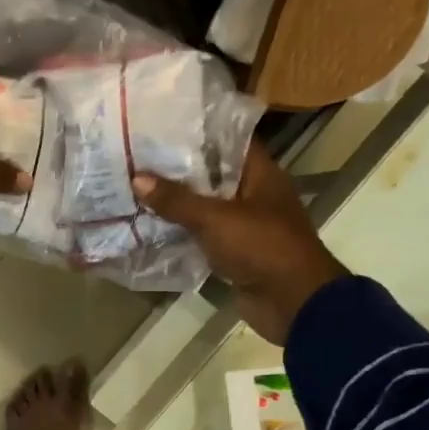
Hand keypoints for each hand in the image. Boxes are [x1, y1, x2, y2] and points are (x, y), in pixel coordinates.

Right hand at [133, 147, 348, 345]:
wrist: (292, 303)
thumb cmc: (262, 248)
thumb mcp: (215, 219)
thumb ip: (176, 199)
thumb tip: (137, 178)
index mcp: (261, 175)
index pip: (228, 141)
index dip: (198, 132)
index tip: (162, 126)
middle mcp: (254, 195)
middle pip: (212, 174)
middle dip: (178, 168)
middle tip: (138, 156)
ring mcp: (244, 225)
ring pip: (205, 206)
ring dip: (176, 201)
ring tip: (136, 187)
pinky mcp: (234, 252)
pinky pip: (203, 235)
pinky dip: (181, 231)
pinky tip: (149, 224)